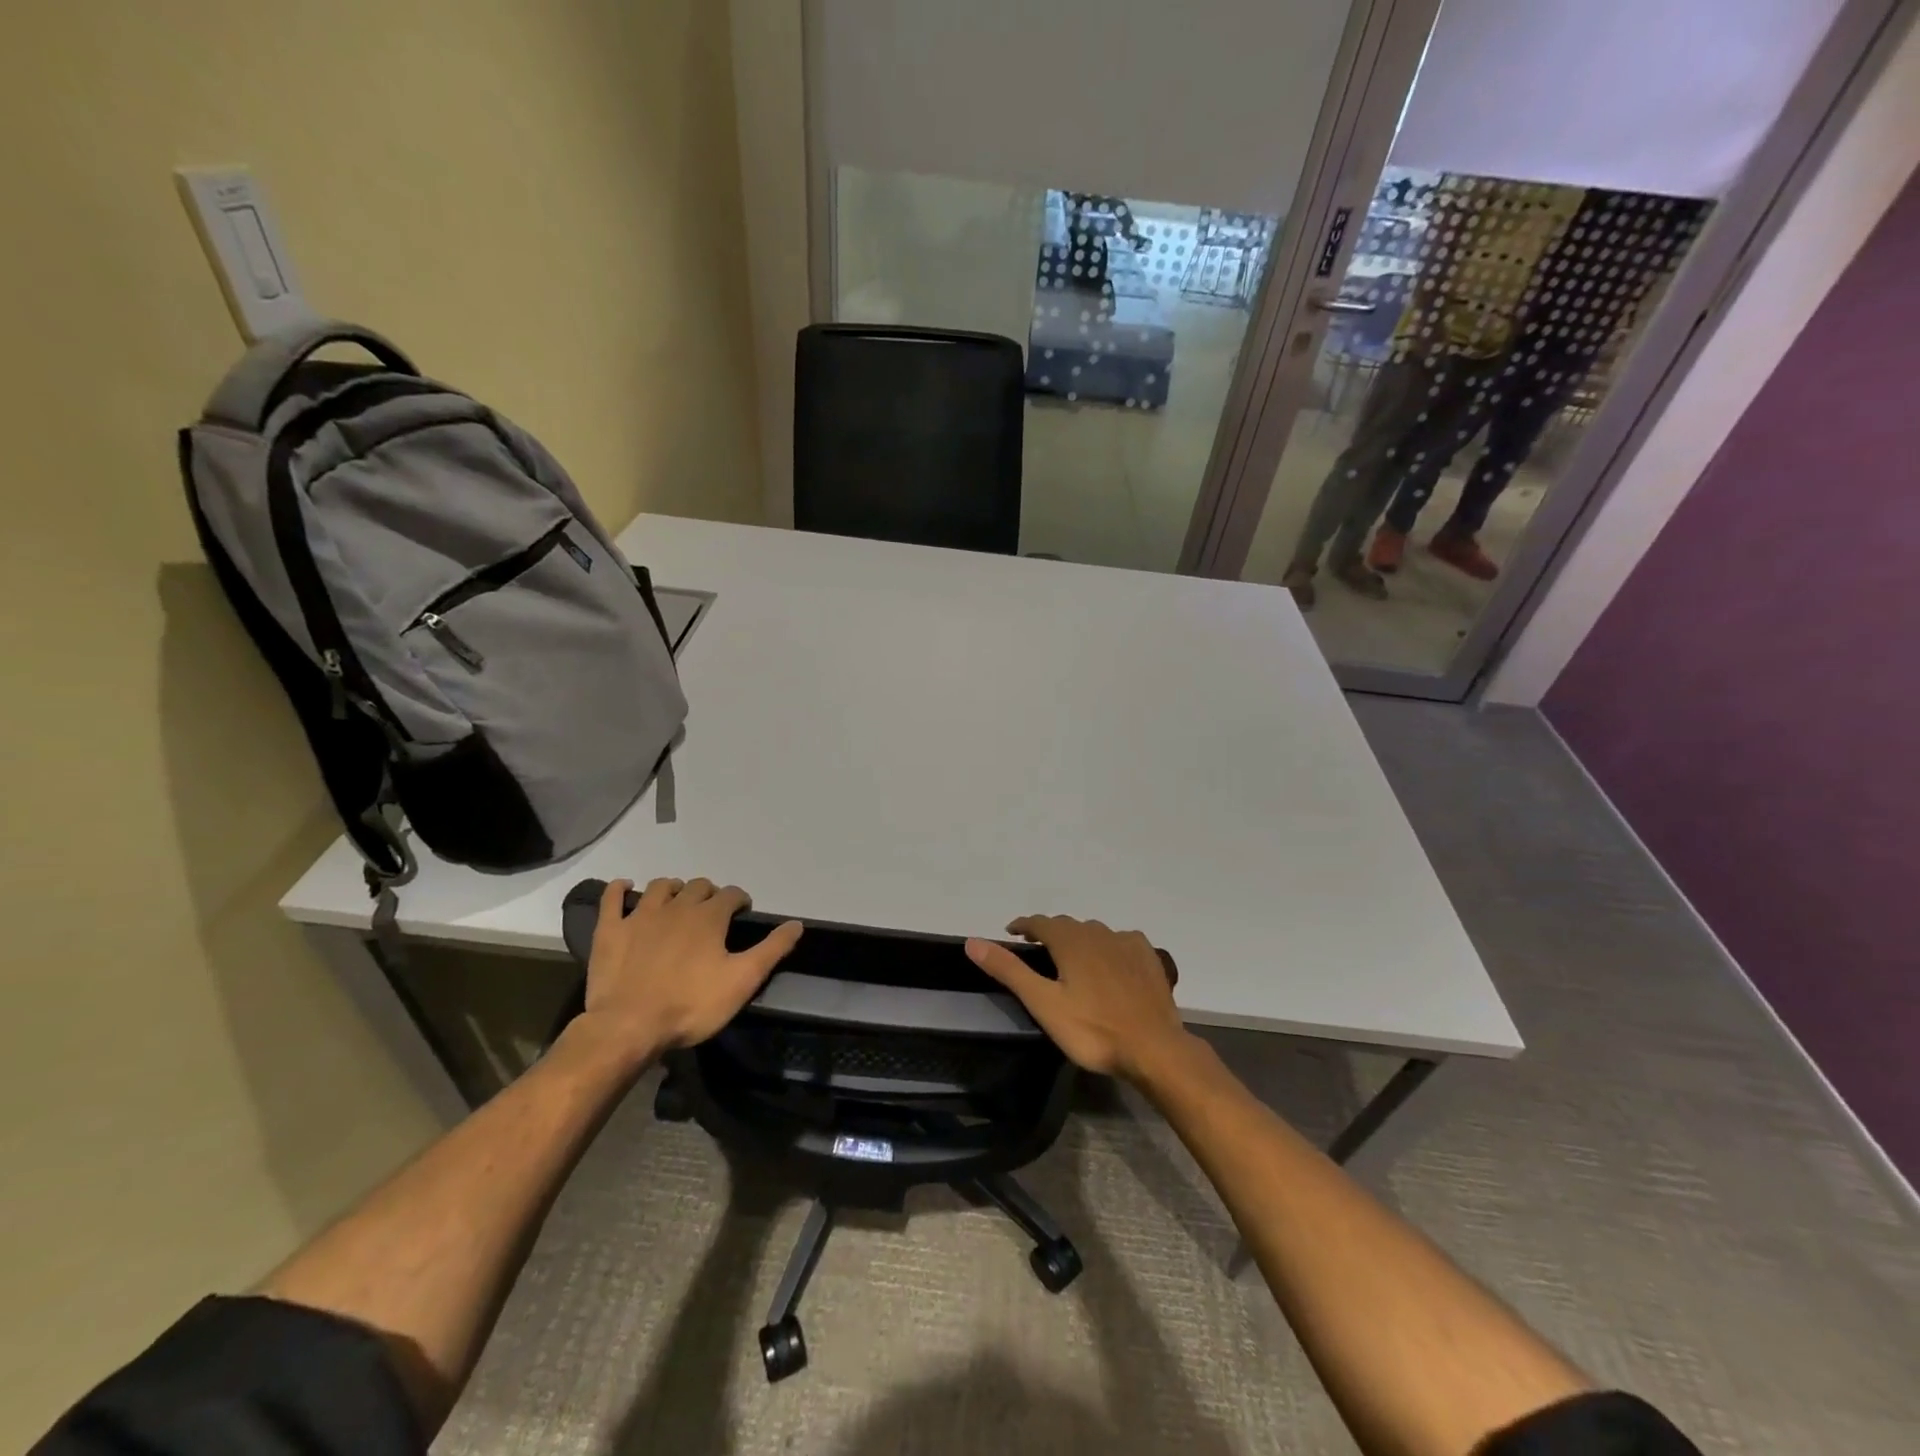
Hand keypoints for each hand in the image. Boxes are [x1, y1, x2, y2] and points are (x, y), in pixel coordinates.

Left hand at [574, 878, 801, 1065]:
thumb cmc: (691, 1005)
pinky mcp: (610, 930)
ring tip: (677, 902)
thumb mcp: (742, 981)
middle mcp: (677, 907)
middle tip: (711, 913)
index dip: (740, 900)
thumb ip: (771, 950)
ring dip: (673, 889)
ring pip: (661, 887)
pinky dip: (619, 889)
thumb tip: (796, 924)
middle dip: (708, 894)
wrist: (628, 1026)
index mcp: (709, 917)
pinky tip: (625, 887)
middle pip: (697, 887)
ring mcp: (640, 916)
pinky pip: (612, 898)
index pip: (731, 894)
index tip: (742, 913)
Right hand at [965, 916, 1187, 1081]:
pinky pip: (1122, 941)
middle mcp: (1098, 933)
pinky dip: (1109, 946)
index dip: (1024, 925)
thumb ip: (1009, 970)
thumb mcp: (1043, 1003)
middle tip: (1038, 949)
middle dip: (1050, 932)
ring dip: (1079, 939)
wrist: (1154, 1047)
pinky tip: (1111, 961)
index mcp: (1070, 941)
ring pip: (1095, 932)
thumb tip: (972, 941)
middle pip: (1068, 926)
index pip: (1040, 922)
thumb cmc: (1092, 1030)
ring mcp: (1126, 943)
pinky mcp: (1148, 958)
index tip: (1012, 932)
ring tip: (1072, 958)